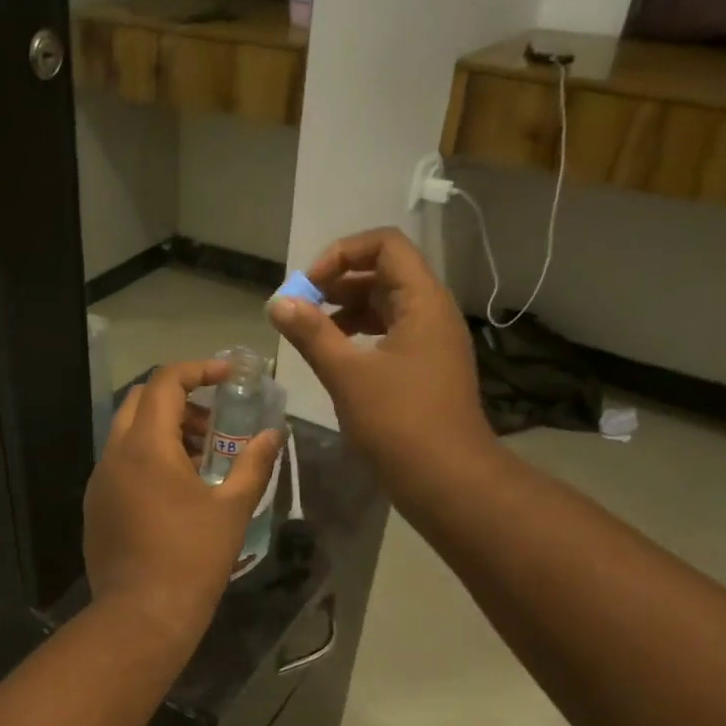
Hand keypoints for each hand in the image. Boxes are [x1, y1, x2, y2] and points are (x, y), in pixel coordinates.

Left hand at [84, 359, 281, 649]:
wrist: (142, 615)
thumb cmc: (193, 557)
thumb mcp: (232, 508)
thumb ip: (254, 463)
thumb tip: (274, 434)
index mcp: (146, 446)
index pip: (165, 382)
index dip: (198, 370)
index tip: (228, 376)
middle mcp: (114, 454)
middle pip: (141, 401)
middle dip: (180, 400)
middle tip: (215, 424)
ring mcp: (99, 481)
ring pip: (128, 434)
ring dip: (164, 431)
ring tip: (203, 460)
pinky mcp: (95, 506)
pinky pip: (120, 464)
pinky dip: (148, 458)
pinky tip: (176, 492)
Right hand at [268, 227, 493, 487]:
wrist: (448, 480)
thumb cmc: (399, 422)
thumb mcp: (347, 374)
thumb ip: (311, 333)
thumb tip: (277, 302)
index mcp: (423, 301)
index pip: (385, 245)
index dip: (342, 254)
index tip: (308, 286)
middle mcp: (432, 312)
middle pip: (384, 273)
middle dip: (338, 283)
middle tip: (301, 308)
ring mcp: (432, 342)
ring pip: (386, 306)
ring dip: (346, 310)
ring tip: (311, 332)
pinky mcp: (426, 369)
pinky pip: (390, 335)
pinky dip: (360, 336)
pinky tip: (335, 358)